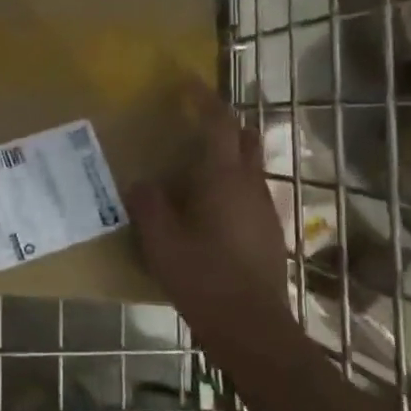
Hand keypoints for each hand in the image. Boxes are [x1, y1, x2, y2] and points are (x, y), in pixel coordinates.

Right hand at [128, 85, 291, 334]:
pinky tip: (209, 208)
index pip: (219, 124)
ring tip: (195, 167)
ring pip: (250, 166)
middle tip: (194, 122)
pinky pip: (250, 191)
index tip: (187, 83)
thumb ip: (148, 205)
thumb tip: (141, 183)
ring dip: (227, 155)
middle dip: (223, 122)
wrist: (252, 327)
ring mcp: (265, 208)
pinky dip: (231, 183)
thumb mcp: (161, 242)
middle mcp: (250, 185)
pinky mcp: (269, 231)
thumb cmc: (203, 278)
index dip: (204, 99)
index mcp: (224, 179)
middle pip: (244, 138)